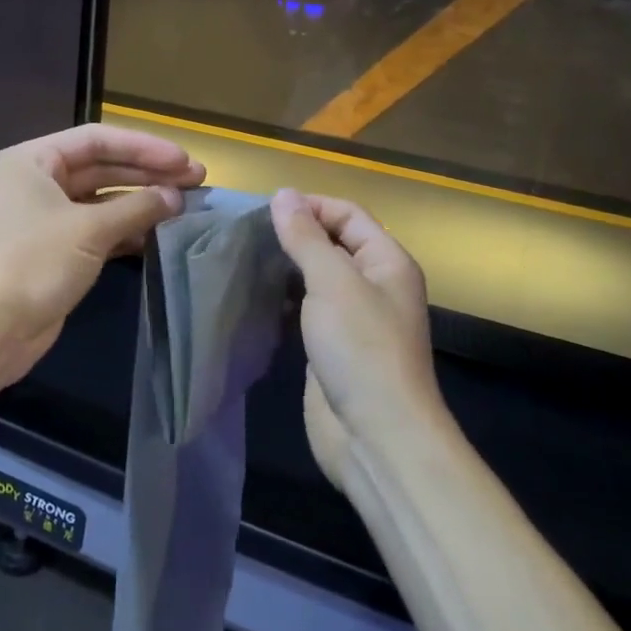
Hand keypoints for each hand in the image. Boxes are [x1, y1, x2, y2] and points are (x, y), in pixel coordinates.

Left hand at [0, 124, 204, 390]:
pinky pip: (98, 229)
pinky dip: (127, 229)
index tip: (184, 160)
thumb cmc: (32, 263)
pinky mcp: (55, 251)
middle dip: (148, 173)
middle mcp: (36, 182)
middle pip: (101, 167)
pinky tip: (160, 233)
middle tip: (196, 180)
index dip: (144, 147)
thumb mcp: (89, 230)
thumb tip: (176, 197)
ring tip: (185, 205)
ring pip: (102, 200)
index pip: (97, 140)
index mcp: (32, 160)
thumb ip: (137, 208)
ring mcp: (45, 218)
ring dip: (141, 202)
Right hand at [269, 188, 444, 493]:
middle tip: (245, 234)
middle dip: (294, 235)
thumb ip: (306, 237)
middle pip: (332, 244)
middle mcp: (374, 284)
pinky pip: (306, 310)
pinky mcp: (332, 347)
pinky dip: (283, 300)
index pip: (348, 214)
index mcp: (387, 261)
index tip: (263, 210)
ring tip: (243, 260)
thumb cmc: (361, 349)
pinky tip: (254, 297)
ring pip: (316, 278)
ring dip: (285, 268)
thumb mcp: (333, 283)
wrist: (377, 437)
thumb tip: (283, 194)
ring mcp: (353, 319)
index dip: (310, 206)